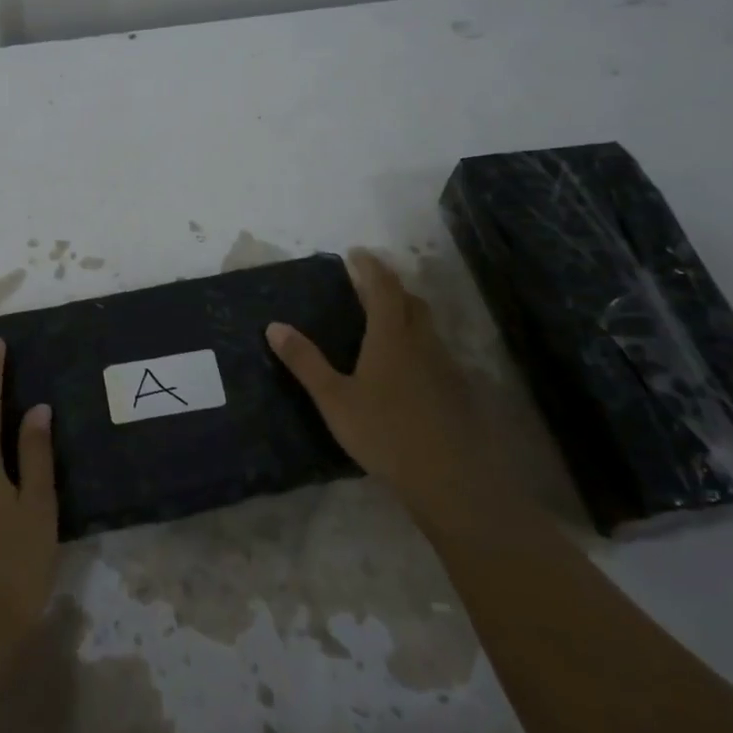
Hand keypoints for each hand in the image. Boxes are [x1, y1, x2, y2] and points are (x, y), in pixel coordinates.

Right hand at [267, 249, 495, 526]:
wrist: (450, 479)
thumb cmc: (385, 433)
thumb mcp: (334, 399)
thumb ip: (305, 362)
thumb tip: (274, 326)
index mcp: (391, 336)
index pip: (383, 286)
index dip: (370, 266)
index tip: (357, 253)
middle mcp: (422, 341)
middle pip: (411, 301)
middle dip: (391, 286)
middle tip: (368, 286)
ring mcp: (445, 366)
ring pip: (427, 326)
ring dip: (407, 313)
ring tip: (385, 322)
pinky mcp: (457, 390)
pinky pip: (436, 351)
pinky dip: (419, 343)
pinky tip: (407, 368)